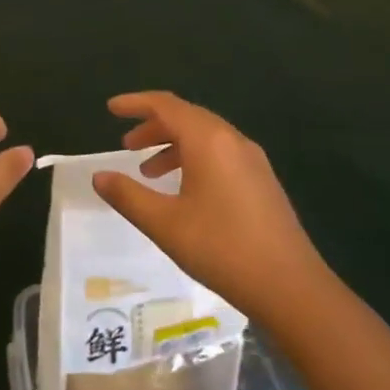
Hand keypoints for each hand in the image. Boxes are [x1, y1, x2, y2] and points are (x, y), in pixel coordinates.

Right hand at [91, 91, 324, 317]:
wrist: (290, 286)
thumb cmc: (222, 248)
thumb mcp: (165, 223)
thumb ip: (128, 195)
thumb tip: (99, 176)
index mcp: (208, 140)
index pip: (166, 106)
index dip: (136, 103)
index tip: (111, 109)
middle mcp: (232, 140)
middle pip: (187, 117)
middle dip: (153, 126)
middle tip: (126, 145)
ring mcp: (252, 160)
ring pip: (205, 137)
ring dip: (173, 145)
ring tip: (148, 171)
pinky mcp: (262, 181)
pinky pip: (220, 154)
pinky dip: (194, 159)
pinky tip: (183, 190)